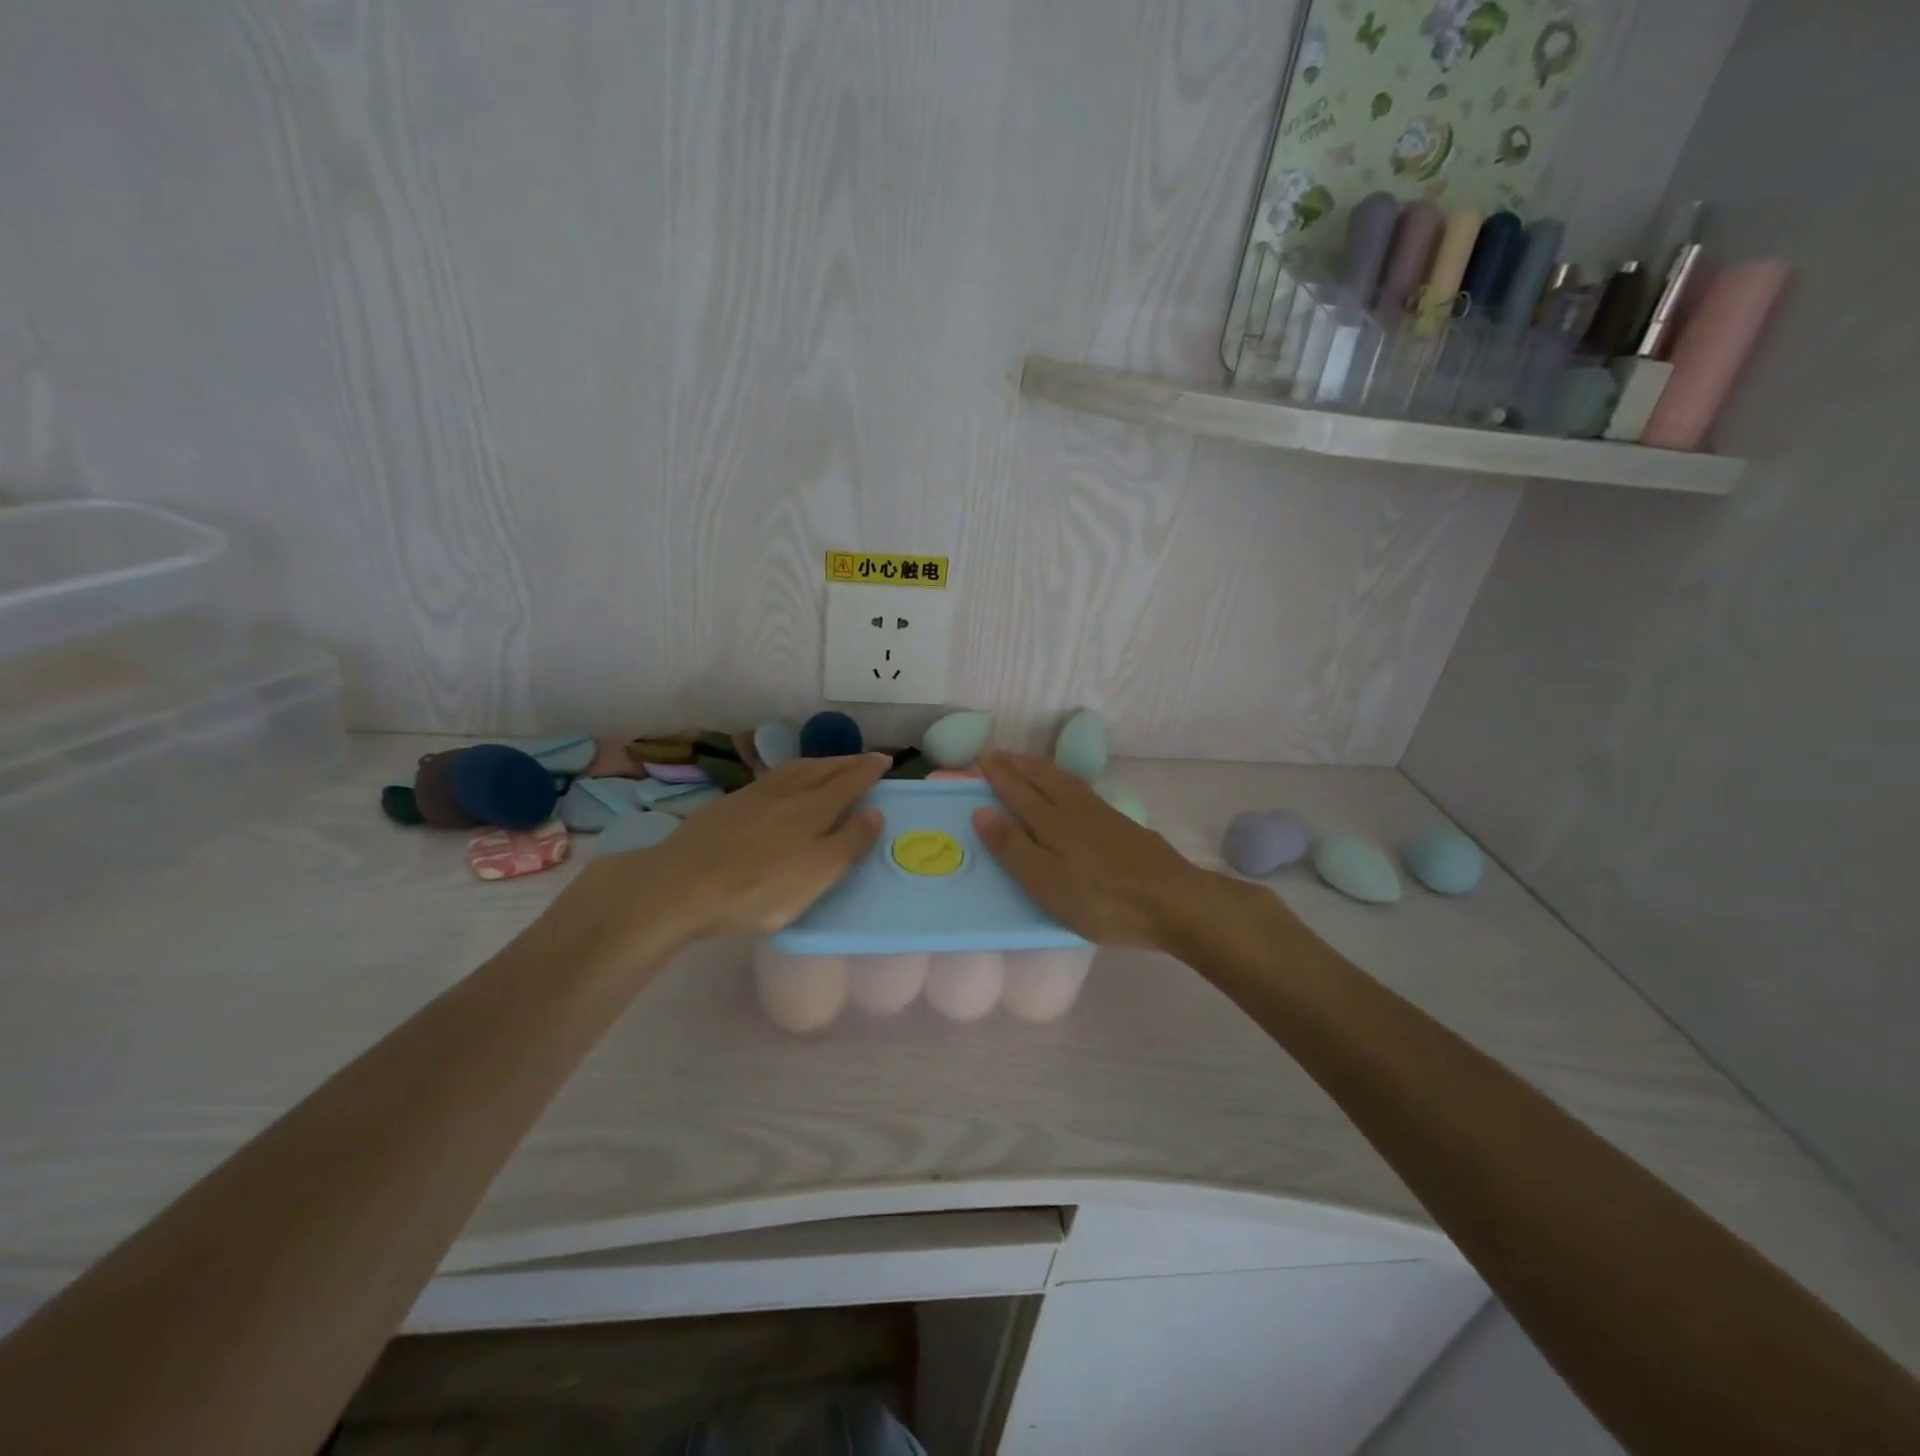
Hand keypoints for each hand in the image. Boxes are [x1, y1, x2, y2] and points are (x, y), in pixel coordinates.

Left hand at [551, 754, 888, 965]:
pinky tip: (784, 782)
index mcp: (814, 808)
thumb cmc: (759, 888)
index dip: (869, 770)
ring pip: (795, 769)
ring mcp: (754, 795)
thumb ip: (850, 843)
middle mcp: (787, 792)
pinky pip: (771, 777)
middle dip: (848, 762)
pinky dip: (790, 772)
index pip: (850, 781)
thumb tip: (875, 812)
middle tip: (865, 759)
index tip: (886, 760)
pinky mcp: (728, 804)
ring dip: (819, 763)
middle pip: (823, 769)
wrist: (681, 885)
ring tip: (830, 764)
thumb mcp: (817, 875)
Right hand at [973, 751, 1222, 949]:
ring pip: (1066, 781)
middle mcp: (1075, 810)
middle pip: (1043, 778)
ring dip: (1043, 768)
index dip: (999, 774)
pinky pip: (1084, 790)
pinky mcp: (1123, 826)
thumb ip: (1013, 847)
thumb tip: (981, 810)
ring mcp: (1103, 815)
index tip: (982, 755)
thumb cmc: (1100, 899)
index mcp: (1051, 823)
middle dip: (1019, 764)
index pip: (1018, 791)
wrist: (1171, 900)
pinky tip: (1073, 789)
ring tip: (1030, 762)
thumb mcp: (1046, 881)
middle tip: (1000, 753)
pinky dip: (1066, 780)